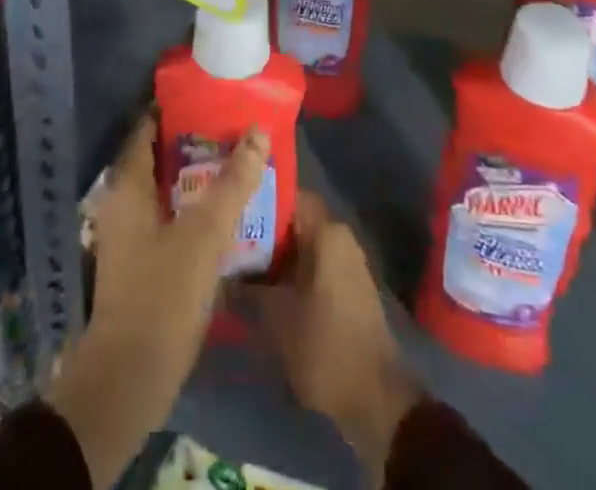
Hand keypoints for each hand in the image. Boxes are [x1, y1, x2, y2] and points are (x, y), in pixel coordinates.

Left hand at [46, 116, 270, 489]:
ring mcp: (128, 235)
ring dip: (196, 178)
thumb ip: (233, 183)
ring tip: (235, 165)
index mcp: (127, 185)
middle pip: (158, 156)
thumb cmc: (163, 294)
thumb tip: (258, 131)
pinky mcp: (139, 263)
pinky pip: (168, 218)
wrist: (129, 379)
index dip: (174, 107)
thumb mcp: (205, 234)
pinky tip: (223, 215)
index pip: (147, 127)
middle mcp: (122, 202)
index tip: (208, 96)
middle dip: (193, 141)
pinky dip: (192, 208)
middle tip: (232, 129)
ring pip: (165, 190)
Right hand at [252, 192, 419, 478]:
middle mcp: (339, 236)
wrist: (374, 399)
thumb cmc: (324, 346)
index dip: (256, 198)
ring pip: (300, 244)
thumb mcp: (275, 316)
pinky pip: (311, 263)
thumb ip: (247, 285)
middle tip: (225, 238)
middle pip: (292, 220)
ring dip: (273, 253)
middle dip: (260, 229)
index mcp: (326, 232)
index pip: (287, 195)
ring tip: (237, 262)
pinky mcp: (346, 286)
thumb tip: (220, 267)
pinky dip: (288, 270)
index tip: (228, 206)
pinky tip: (262, 286)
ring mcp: (345, 261)